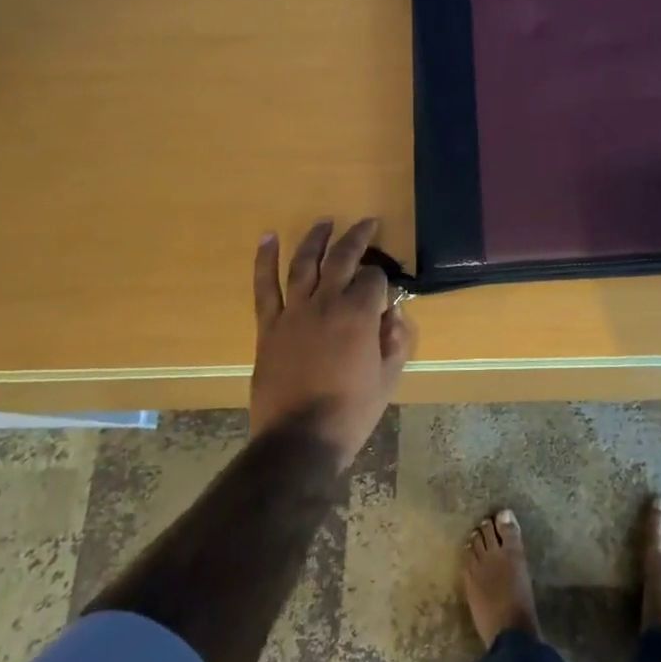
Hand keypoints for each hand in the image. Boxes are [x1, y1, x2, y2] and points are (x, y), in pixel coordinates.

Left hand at [250, 218, 414, 464]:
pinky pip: (265, 287)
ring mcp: (294, 311)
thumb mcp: (388, 378)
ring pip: (305, 263)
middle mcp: (327, 302)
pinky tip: (268, 237)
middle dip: (357, 236)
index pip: (374, 278)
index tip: (384, 290)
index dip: (382, 279)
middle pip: (343, 257)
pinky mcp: (269, 326)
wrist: (300, 439)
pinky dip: (265, 260)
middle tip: (367, 222)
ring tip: (325, 221)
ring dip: (316, 238)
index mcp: (360, 314)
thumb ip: (395, 340)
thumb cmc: (351, 412)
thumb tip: (393, 313)